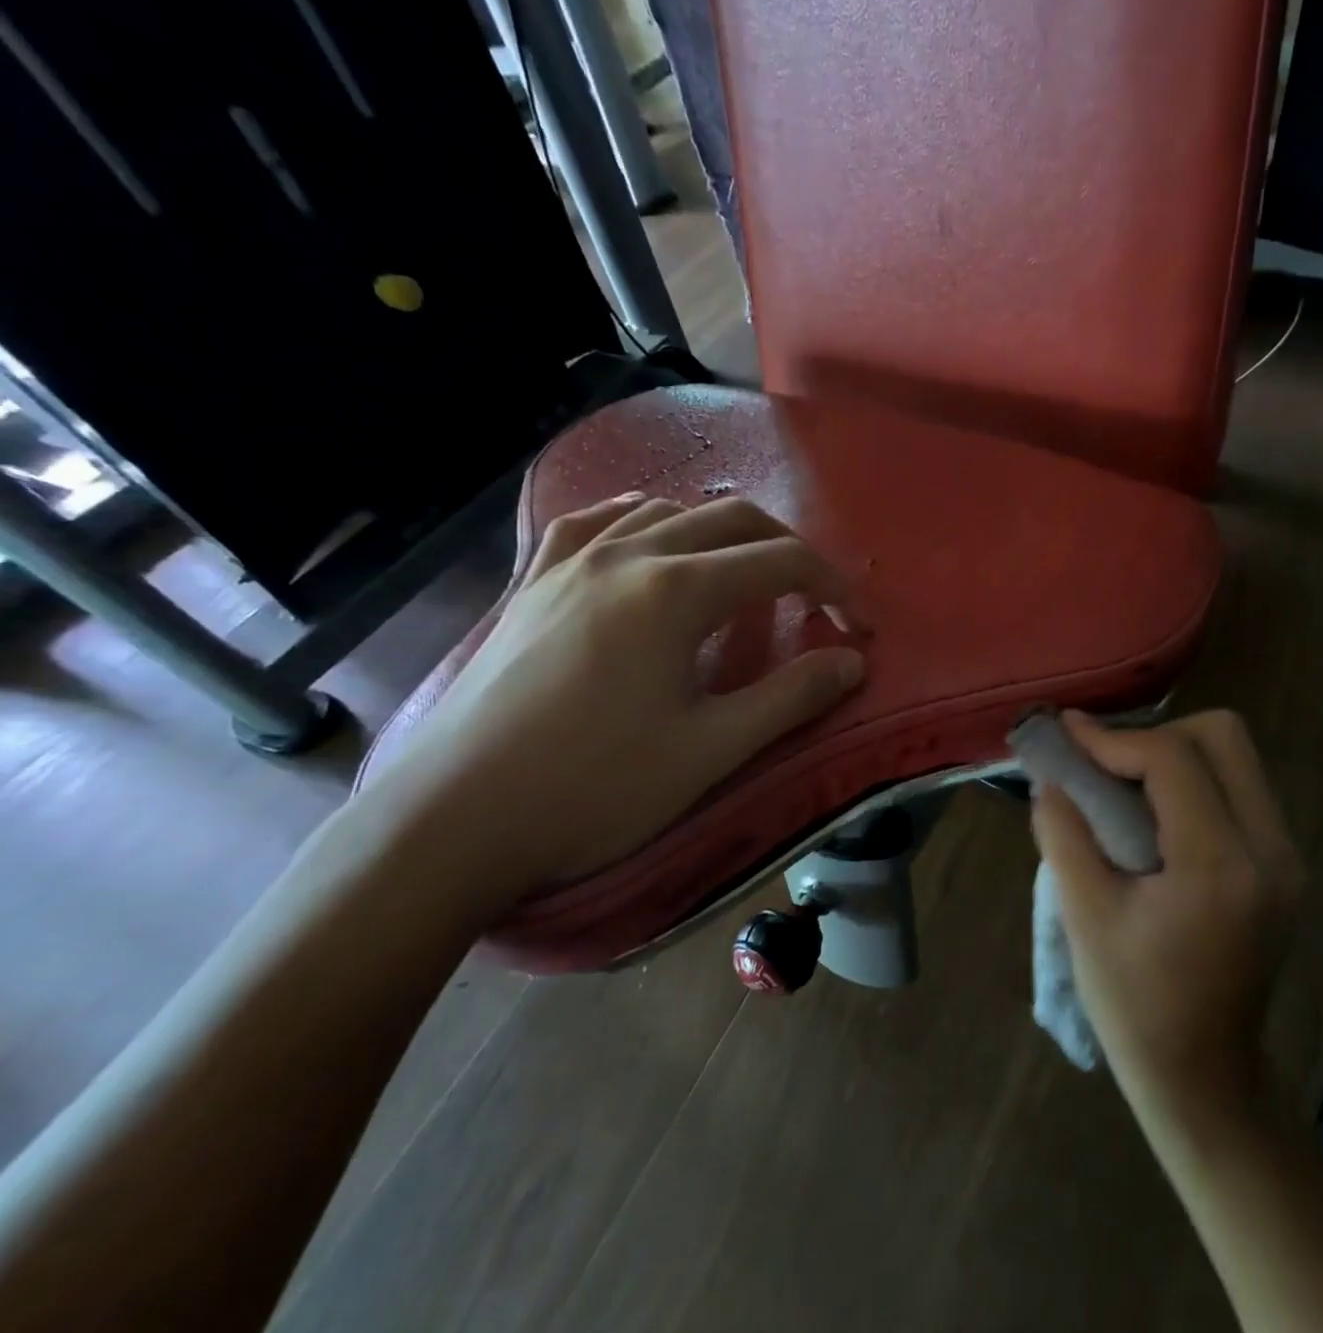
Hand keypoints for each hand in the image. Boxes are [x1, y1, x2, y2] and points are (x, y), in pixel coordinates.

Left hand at [364, 495, 865, 907]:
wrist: (453, 820)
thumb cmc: (595, 789)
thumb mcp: (711, 751)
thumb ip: (791, 698)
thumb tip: (852, 662)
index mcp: (675, 591)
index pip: (780, 562)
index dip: (833, 589)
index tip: (859, 629)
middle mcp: (625, 555)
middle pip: (730, 520)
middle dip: (787, 551)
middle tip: (816, 601)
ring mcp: (568, 563)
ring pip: (665, 512)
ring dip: (720, 535)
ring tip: (741, 579)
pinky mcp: (531, 584)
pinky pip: (593, 522)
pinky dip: (641, 522)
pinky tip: (645, 543)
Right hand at [1030, 710, 1302, 1118]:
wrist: (1203, 1074)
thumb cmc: (1134, 1004)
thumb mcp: (1085, 916)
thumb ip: (1063, 833)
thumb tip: (1049, 773)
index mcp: (1219, 867)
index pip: (1173, 759)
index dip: (1113, 737)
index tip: (1067, 733)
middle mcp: (1270, 850)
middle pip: (1223, 736)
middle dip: (1155, 734)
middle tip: (1104, 765)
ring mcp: (1286, 857)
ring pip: (1236, 757)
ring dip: (1175, 754)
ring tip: (1122, 784)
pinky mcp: (1283, 866)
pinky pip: (1240, 788)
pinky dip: (1194, 781)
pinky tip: (1154, 813)